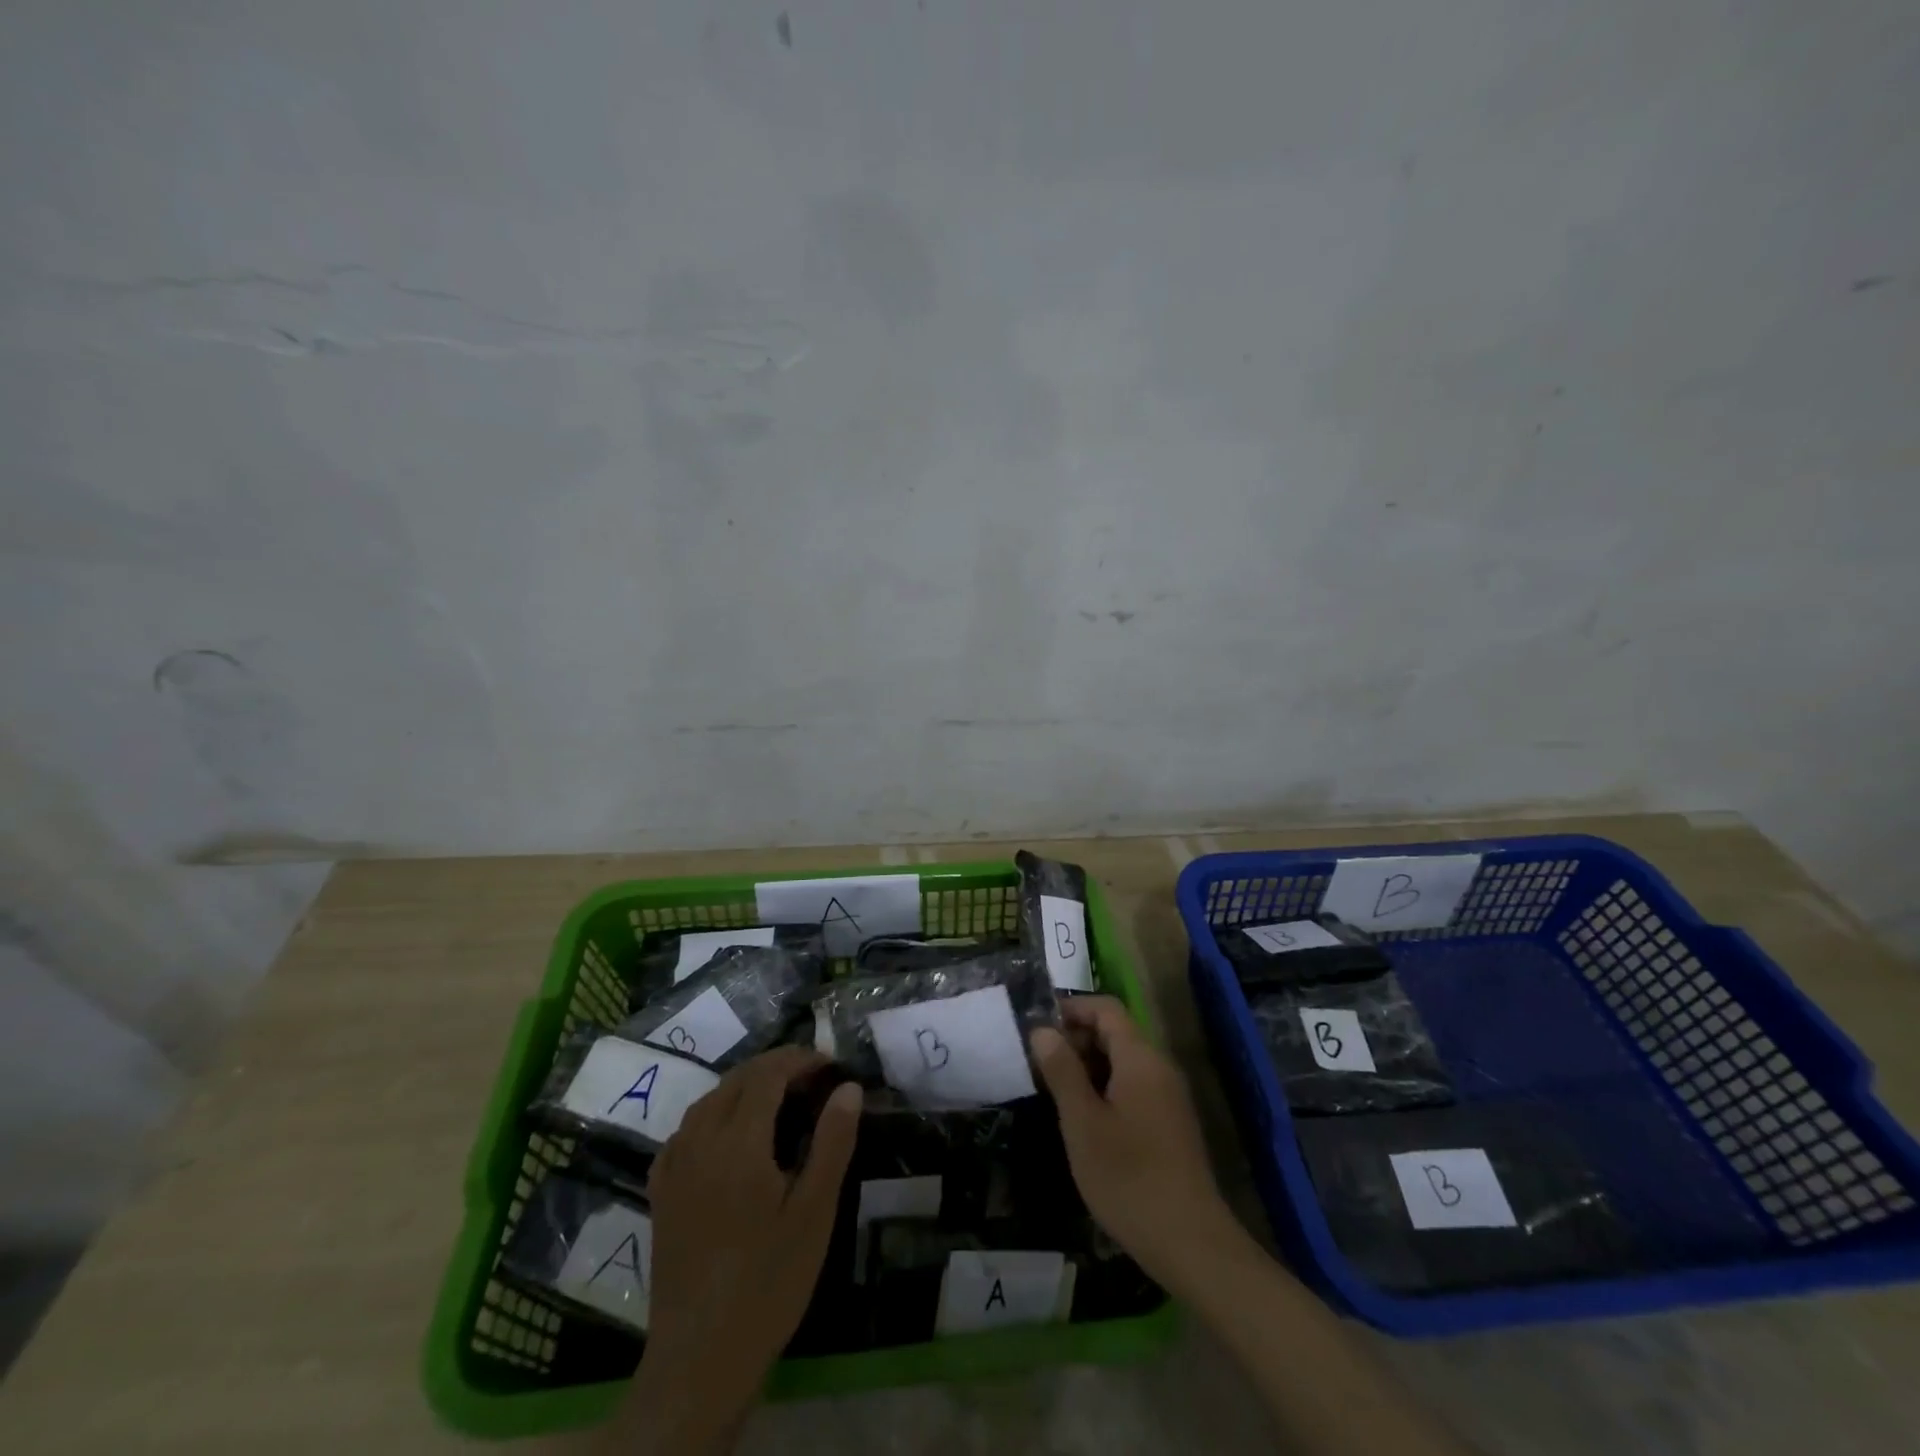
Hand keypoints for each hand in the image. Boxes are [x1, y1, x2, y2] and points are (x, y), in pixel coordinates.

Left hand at [609, 1047, 860, 1453]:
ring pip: (708, 1100)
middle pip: (736, 1080)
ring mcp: (675, 1168)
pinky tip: (726, 1133)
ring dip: (743, 1086)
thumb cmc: (769, 1282)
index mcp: (739, 1143)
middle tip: (810, 1076)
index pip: (767, 1075)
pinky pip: (684, 1131)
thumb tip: (848, 1088)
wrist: (701, 1357)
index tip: (828, 1064)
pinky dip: (711, 1114)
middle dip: (774, 1067)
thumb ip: (832, 1142)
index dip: (798, 1060)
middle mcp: (701, 1142)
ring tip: (776, 1096)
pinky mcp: (661, 1194)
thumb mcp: (814, 1212)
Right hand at [1030, 996, 1242, 1293]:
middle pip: (1115, 1032)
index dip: (1071, 1009)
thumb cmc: (1128, 1177)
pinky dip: (1105, 1089)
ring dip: (1088, 1067)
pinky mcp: (1171, 1124)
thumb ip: (1062, 1070)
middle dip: (1076, 1040)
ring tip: (1055, 1094)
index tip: (1037, 1029)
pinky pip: (1134, 1087)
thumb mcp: (1082, 1122)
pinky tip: (1085, 1121)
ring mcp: (1169, 1097)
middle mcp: (1159, 1067)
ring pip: (1123, 1062)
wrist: (1191, 1243)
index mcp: (1140, 1058)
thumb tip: (1042, 1031)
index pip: (1106, 1008)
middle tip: (1040, 1066)